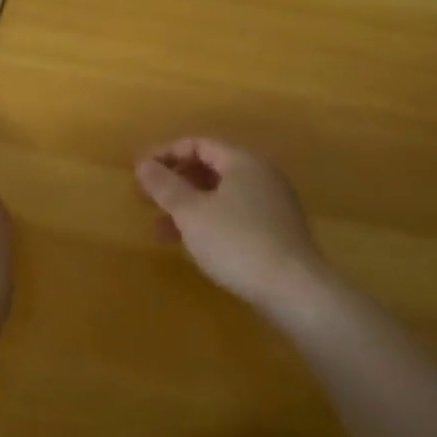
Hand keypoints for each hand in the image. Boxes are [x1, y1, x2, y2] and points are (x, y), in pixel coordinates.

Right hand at [136, 137, 332, 319]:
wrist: (296, 291)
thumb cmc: (238, 242)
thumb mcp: (192, 213)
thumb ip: (165, 186)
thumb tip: (143, 164)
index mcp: (242, 161)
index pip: (198, 144)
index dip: (166, 154)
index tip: (140, 172)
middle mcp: (261, 175)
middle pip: (210, 168)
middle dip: (176, 183)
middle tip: (148, 199)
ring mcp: (273, 204)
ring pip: (221, 195)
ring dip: (189, 207)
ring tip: (162, 231)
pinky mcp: (278, 232)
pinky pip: (235, 215)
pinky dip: (210, 222)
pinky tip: (195, 245)